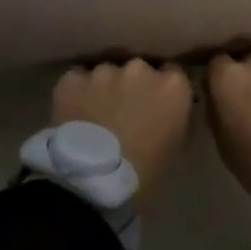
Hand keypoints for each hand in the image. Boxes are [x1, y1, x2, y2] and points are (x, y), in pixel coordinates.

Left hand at [51, 60, 193, 201]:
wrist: (93, 181)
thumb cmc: (144, 173)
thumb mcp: (176, 148)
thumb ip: (177, 119)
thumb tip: (170, 112)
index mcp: (172, 85)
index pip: (173, 74)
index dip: (163, 90)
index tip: (156, 105)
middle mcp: (140, 68)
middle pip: (138, 71)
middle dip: (133, 86)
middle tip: (124, 112)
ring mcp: (104, 71)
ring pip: (106, 75)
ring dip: (104, 89)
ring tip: (95, 116)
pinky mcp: (73, 79)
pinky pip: (76, 81)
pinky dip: (76, 94)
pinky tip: (74, 115)